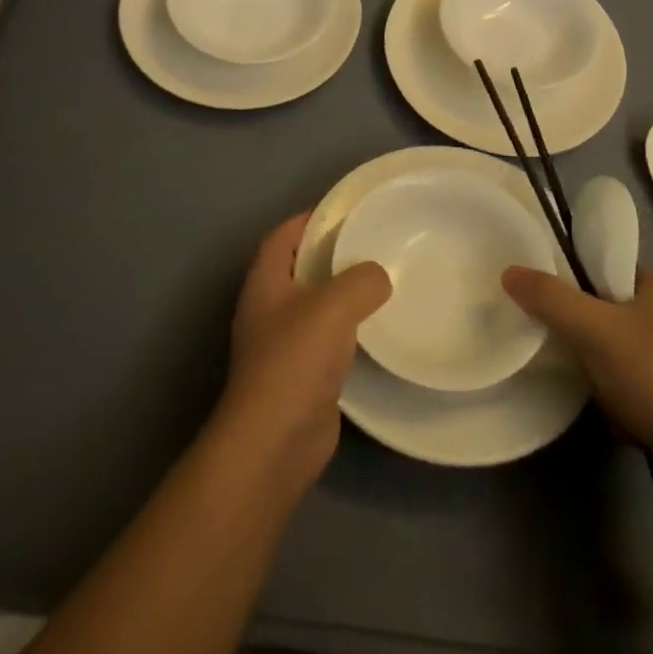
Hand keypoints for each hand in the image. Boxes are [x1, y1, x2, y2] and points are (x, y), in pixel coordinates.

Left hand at [217, 213, 391, 486]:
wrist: (276, 441)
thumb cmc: (295, 360)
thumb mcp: (333, 305)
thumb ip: (362, 280)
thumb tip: (380, 276)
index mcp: (265, 281)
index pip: (285, 234)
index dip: (313, 218)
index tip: (350, 211)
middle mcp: (270, 307)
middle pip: (303, 267)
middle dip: (335, 253)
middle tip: (377, 243)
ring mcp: (284, 343)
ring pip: (319, 304)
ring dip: (346, 293)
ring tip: (387, 279)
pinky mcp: (303, 373)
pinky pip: (330, 338)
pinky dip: (351, 328)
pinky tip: (381, 327)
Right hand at [502, 265, 652, 475]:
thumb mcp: (595, 328)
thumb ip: (551, 298)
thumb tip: (509, 271)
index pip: (604, 264)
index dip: (571, 273)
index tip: (538, 289)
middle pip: (605, 311)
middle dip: (579, 330)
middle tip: (546, 337)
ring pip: (615, 355)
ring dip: (595, 370)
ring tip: (573, 380)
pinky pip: (630, 393)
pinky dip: (615, 404)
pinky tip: (607, 417)